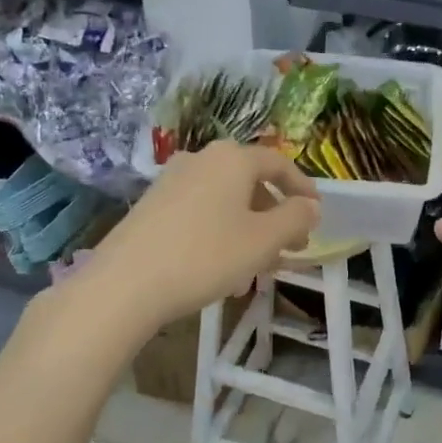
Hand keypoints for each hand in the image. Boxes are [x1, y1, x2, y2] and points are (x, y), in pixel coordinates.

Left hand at [89, 142, 320, 330]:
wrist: (125, 284)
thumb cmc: (206, 256)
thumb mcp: (263, 241)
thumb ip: (295, 219)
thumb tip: (310, 206)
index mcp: (232, 159)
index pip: (278, 164)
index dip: (302, 187)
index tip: (316, 212)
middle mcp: (201, 159)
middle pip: (250, 182)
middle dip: (275, 215)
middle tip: (291, 246)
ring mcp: (172, 181)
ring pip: (225, 201)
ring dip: (249, 228)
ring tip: (259, 266)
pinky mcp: (152, 206)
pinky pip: (200, 212)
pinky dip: (221, 232)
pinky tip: (222, 267)